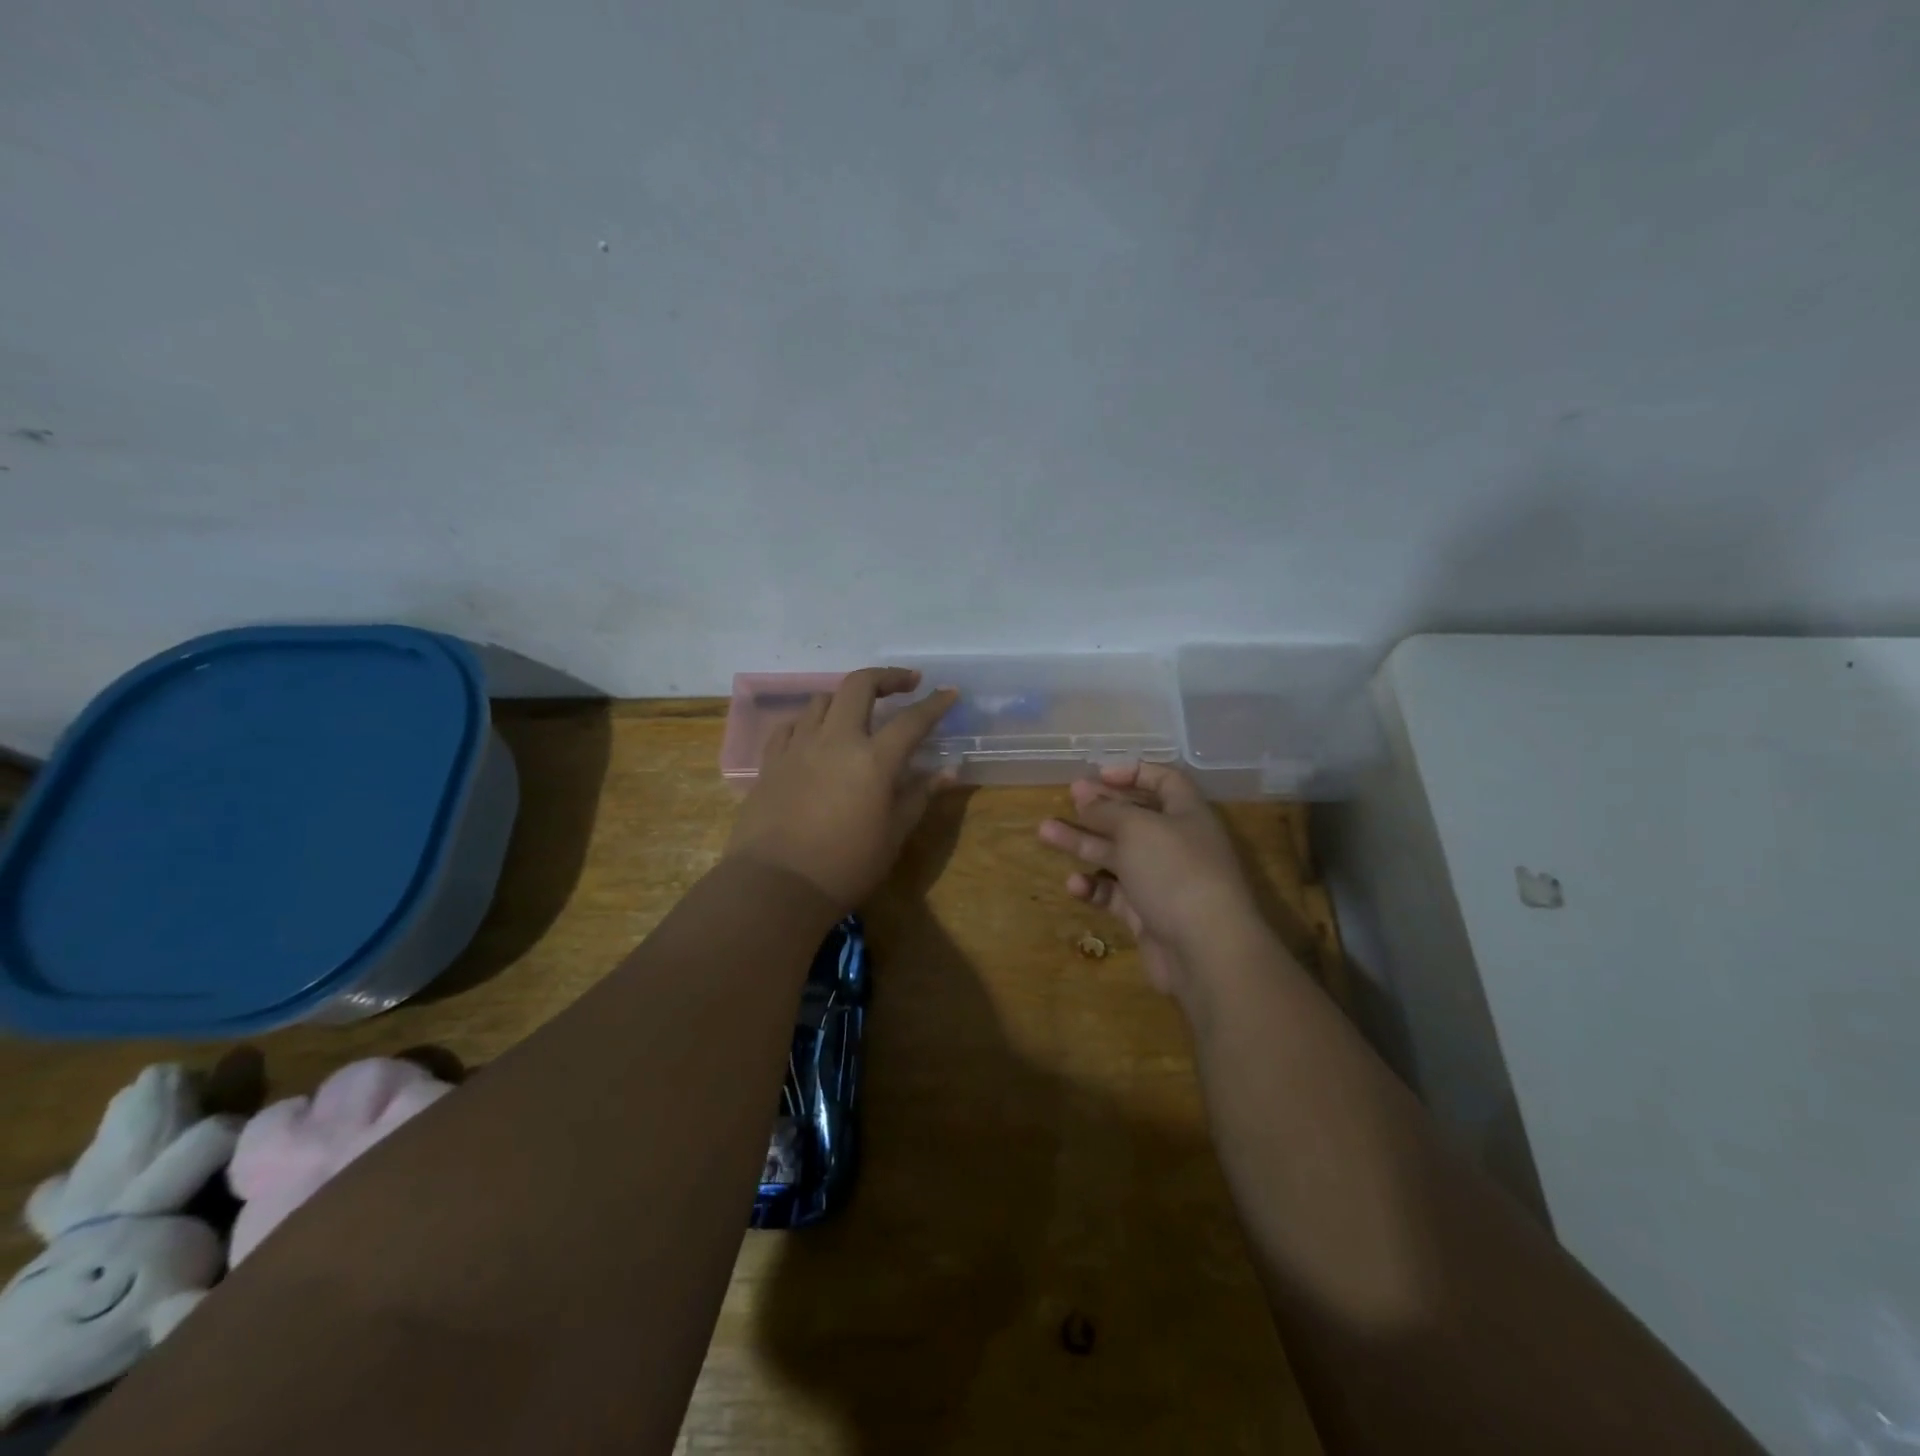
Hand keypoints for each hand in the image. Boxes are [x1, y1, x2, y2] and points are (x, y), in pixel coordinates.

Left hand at [726, 668, 957, 910]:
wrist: (776, 886)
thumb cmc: (845, 866)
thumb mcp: (893, 835)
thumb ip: (919, 796)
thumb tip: (948, 771)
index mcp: (873, 759)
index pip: (912, 720)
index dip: (935, 704)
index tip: (950, 692)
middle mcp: (836, 740)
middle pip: (859, 686)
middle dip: (886, 677)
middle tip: (906, 683)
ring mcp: (798, 746)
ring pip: (822, 700)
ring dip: (846, 698)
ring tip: (859, 713)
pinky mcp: (771, 761)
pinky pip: (791, 725)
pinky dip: (810, 721)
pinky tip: (816, 735)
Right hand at [1038, 764, 1263, 998]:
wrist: (1206, 951)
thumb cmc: (1175, 872)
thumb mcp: (1137, 829)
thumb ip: (1107, 810)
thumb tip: (1085, 794)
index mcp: (1187, 814)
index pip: (1165, 781)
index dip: (1133, 772)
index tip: (1098, 774)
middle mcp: (1177, 844)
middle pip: (1134, 818)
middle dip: (1099, 808)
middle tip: (1067, 798)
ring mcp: (1163, 882)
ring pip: (1117, 856)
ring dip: (1083, 843)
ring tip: (1045, 831)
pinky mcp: (1149, 915)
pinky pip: (1117, 894)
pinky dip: (1095, 888)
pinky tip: (1074, 884)